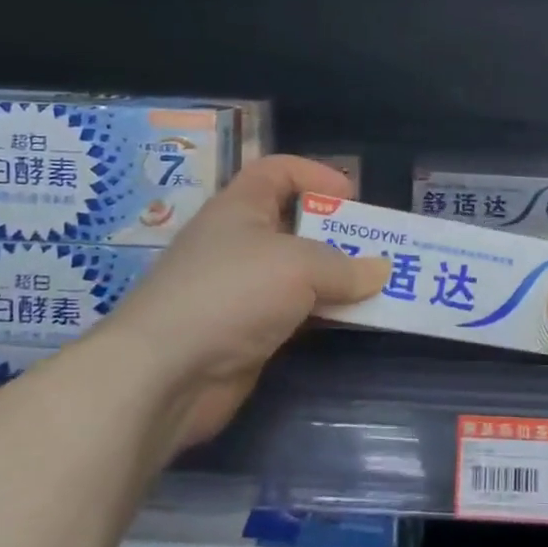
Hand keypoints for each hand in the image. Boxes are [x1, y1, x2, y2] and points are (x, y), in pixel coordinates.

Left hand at [106, 155, 388, 449]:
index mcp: (239, 208)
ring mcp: (241, 291)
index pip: (276, 172)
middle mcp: (238, 244)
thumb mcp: (298, 266)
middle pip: (294, 225)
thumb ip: (345, 266)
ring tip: (381, 286)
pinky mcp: (247, 333)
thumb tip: (382, 271)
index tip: (352, 196)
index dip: (314, 174)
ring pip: (299, 275)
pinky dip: (324, 314)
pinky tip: (354, 321)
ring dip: (337, 279)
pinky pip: (296, 314)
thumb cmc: (231, 294)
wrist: (165, 374)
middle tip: (379, 248)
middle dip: (338, 234)